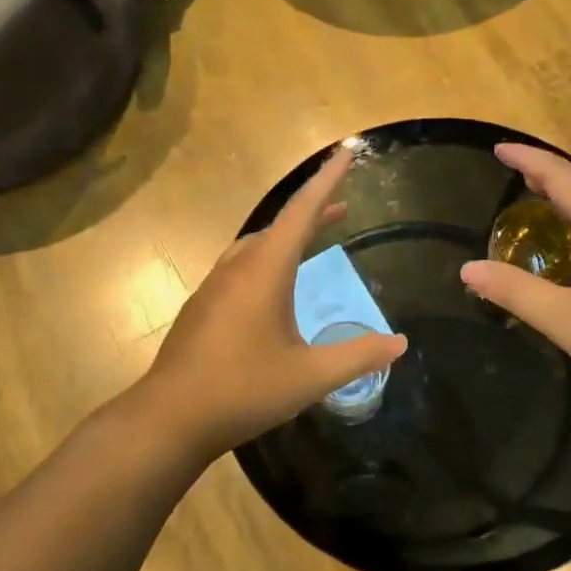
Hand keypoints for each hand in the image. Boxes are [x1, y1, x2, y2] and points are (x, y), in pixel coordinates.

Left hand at [145, 147, 408, 458]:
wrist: (170, 418)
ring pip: (256, 245)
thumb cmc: (243, 390)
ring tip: (313, 240)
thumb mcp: (310, 376)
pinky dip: (267, 258)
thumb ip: (358, 356)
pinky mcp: (202, 306)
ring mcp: (214, 286)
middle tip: (343, 207)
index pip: (302, 212)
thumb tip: (401, 343)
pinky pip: (241, 265)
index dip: (328, 181)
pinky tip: (273, 286)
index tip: (347, 152)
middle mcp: (237, 268)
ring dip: (288, 236)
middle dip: (313, 211)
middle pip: (280, 225)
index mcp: (264, 271)